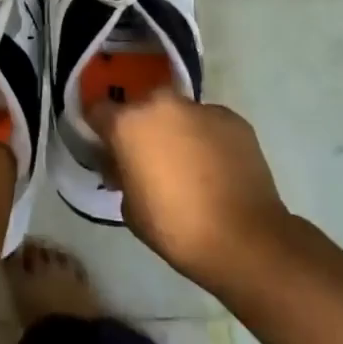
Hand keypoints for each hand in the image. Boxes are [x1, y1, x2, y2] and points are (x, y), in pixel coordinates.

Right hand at [91, 90, 290, 290]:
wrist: (244, 239)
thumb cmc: (175, 227)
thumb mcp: (129, 207)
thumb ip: (122, 174)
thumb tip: (126, 165)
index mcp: (128, 123)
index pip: (98, 110)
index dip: (100, 129)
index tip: (107, 147)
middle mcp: (161, 104)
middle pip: (142, 106)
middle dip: (142, 126)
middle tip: (150, 157)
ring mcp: (201, 108)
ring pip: (178, 113)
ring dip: (177, 130)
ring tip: (189, 164)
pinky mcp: (233, 119)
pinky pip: (209, 124)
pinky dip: (207, 139)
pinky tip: (216, 167)